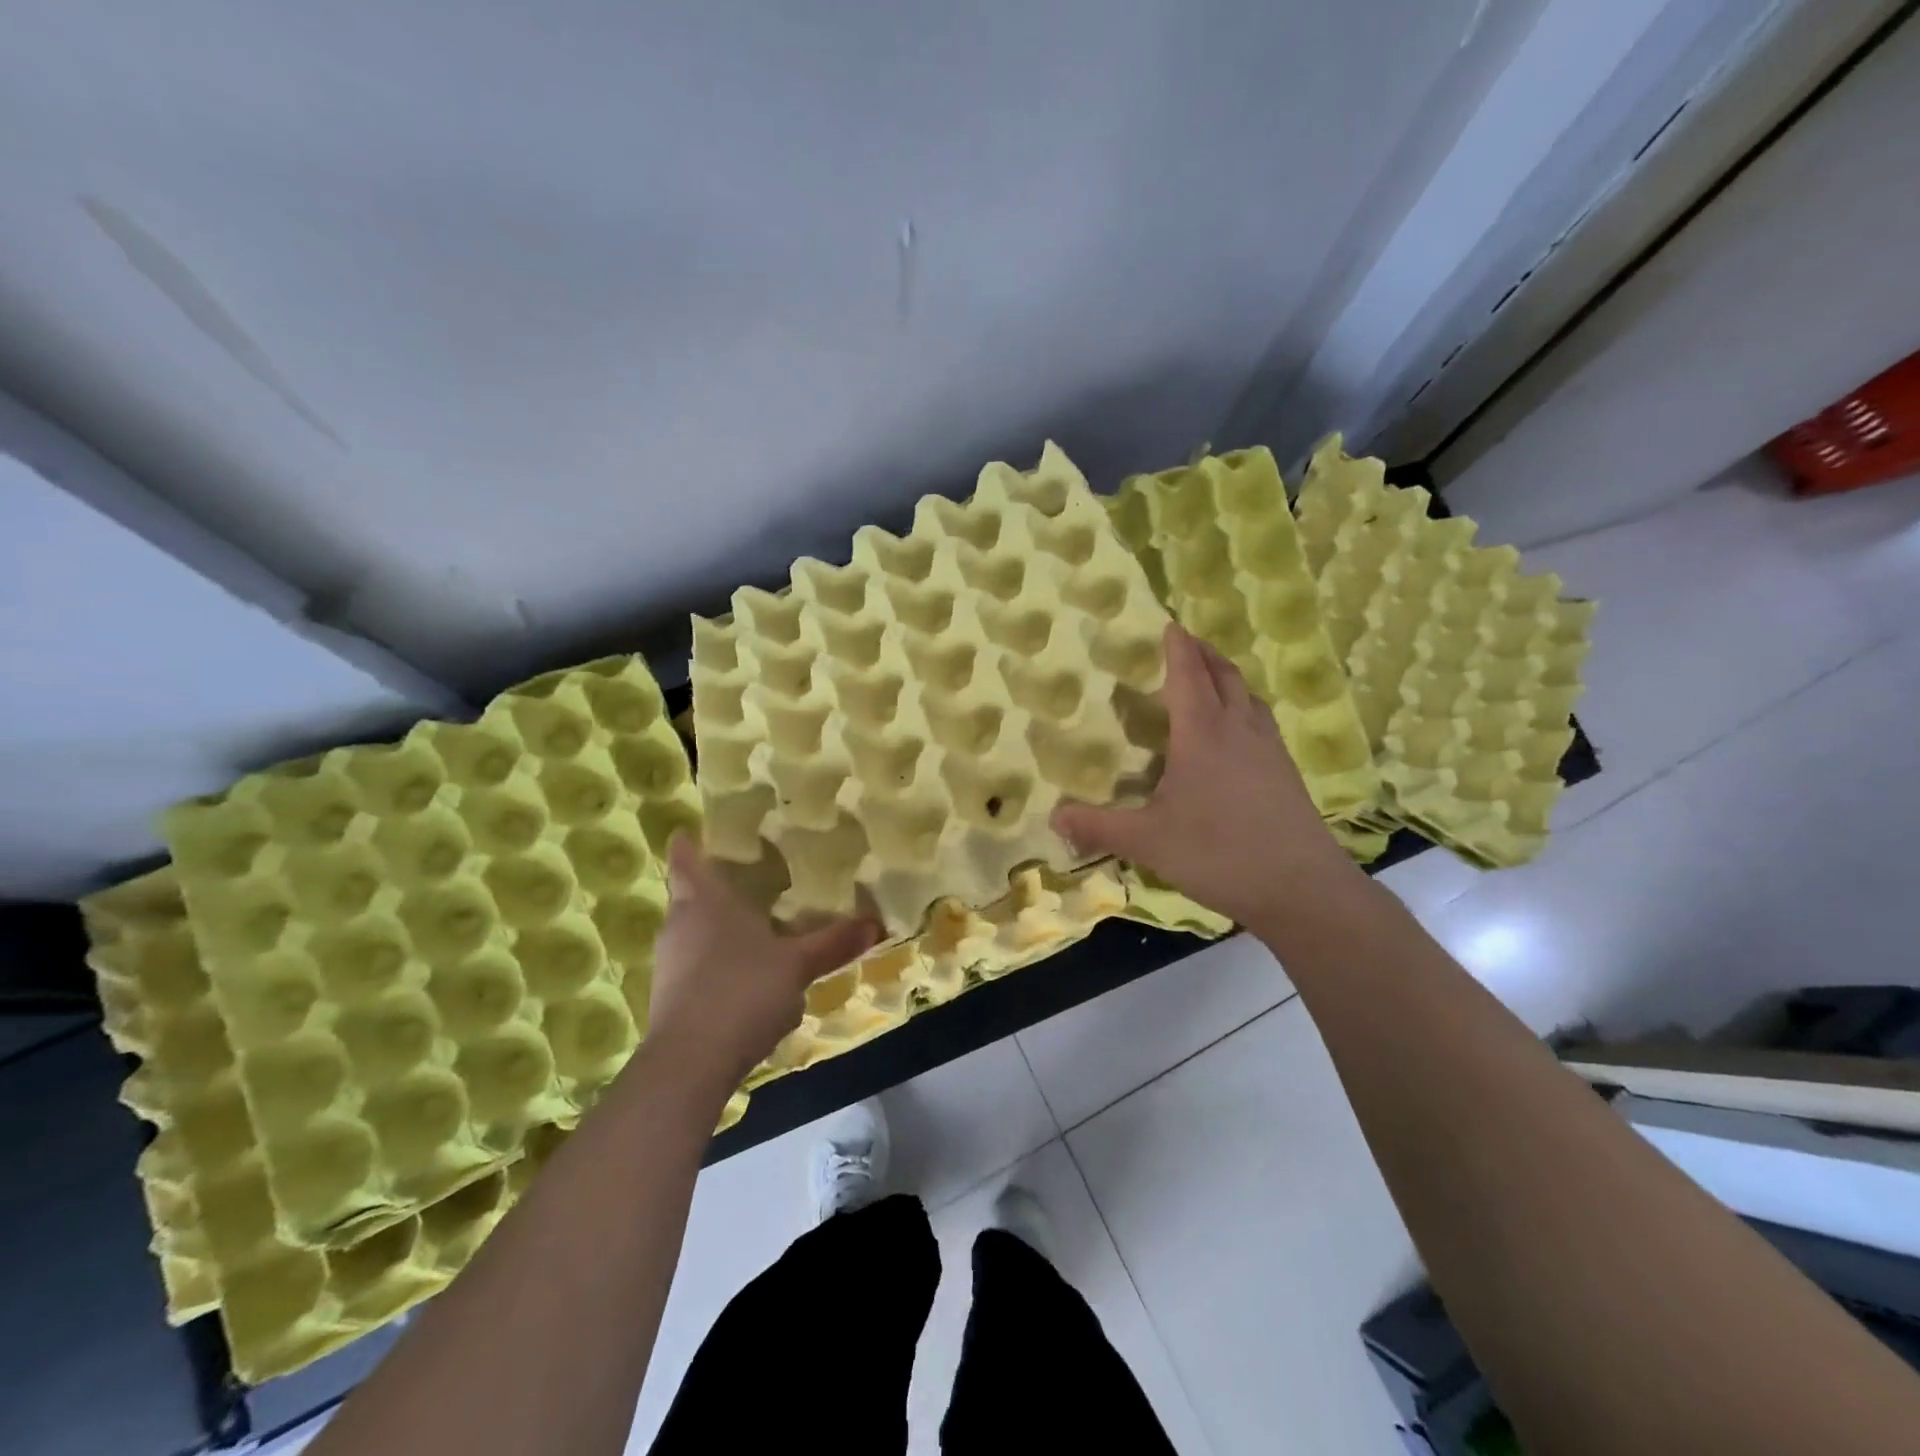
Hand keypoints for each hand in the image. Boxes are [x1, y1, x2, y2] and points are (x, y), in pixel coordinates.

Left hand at [648, 837, 879, 1091]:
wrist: (690, 1064)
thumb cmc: (743, 992)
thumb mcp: (797, 965)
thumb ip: (833, 943)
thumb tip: (875, 923)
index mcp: (704, 902)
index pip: (686, 859)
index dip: (688, 844)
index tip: (690, 832)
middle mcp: (678, 926)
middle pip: (689, 897)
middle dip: (713, 892)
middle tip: (744, 883)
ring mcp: (668, 966)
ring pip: (693, 937)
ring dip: (718, 935)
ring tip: (755, 936)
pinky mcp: (668, 1001)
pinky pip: (695, 972)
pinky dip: (718, 972)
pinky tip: (749, 990)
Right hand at [1054, 623, 1357, 929]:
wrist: (1301, 887)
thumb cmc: (1218, 853)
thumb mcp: (1148, 842)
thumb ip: (1099, 827)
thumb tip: (1053, 817)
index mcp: (1202, 733)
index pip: (1188, 675)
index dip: (1177, 647)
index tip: (1169, 623)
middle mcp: (1239, 729)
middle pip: (1224, 675)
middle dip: (1204, 653)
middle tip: (1186, 641)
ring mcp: (1269, 749)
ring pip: (1249, 695)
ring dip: (1228, 676)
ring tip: (1211, 677)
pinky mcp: (1286, 771)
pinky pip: (1262, 720)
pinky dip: (1245, 706)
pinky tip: (1239, 731)